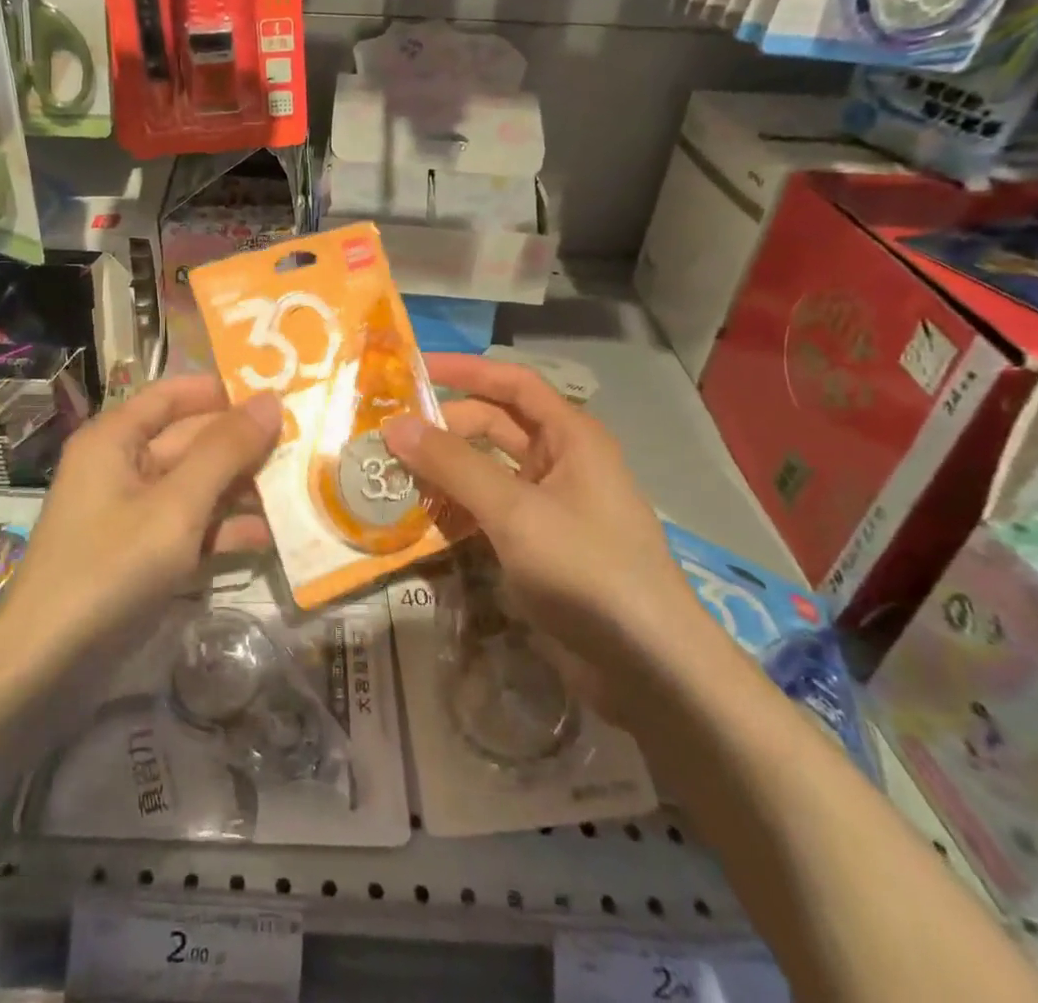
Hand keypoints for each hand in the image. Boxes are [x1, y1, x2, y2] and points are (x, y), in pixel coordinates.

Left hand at [0, 376, 280, 666]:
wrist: (47, 668)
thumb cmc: (110, 569)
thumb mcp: (176, 506)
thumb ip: (226, 451)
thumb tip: (271, 399)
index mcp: (116, 438)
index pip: (176, 394)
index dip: (225, 390)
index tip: (280, 393)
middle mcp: (124, 465)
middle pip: (192, 439)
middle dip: (245, 444)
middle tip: (307, 443)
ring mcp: (134, 512)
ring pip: (198, 485)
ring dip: (244, 488)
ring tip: (303, 486)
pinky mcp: (144, 553)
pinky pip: (192, 526)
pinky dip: (226, 529)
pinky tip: (273, 536)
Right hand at [382, 353, 710, 714]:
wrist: (648, 667)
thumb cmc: (586, 568)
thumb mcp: (514, 510)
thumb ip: (452, 465)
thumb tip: (394, 425)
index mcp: (571, 436)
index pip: (512, 383)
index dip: (465, 371)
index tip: (412, 371)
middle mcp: (562, 462)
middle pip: (495, 426)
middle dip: (445, 427)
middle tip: (388, 436)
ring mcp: (551, 507)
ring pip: (488, 472)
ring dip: (446, 471)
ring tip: (393, 474)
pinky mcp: (540, 546)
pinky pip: (490, 512)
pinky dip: (458, 510)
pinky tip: (422, 519)